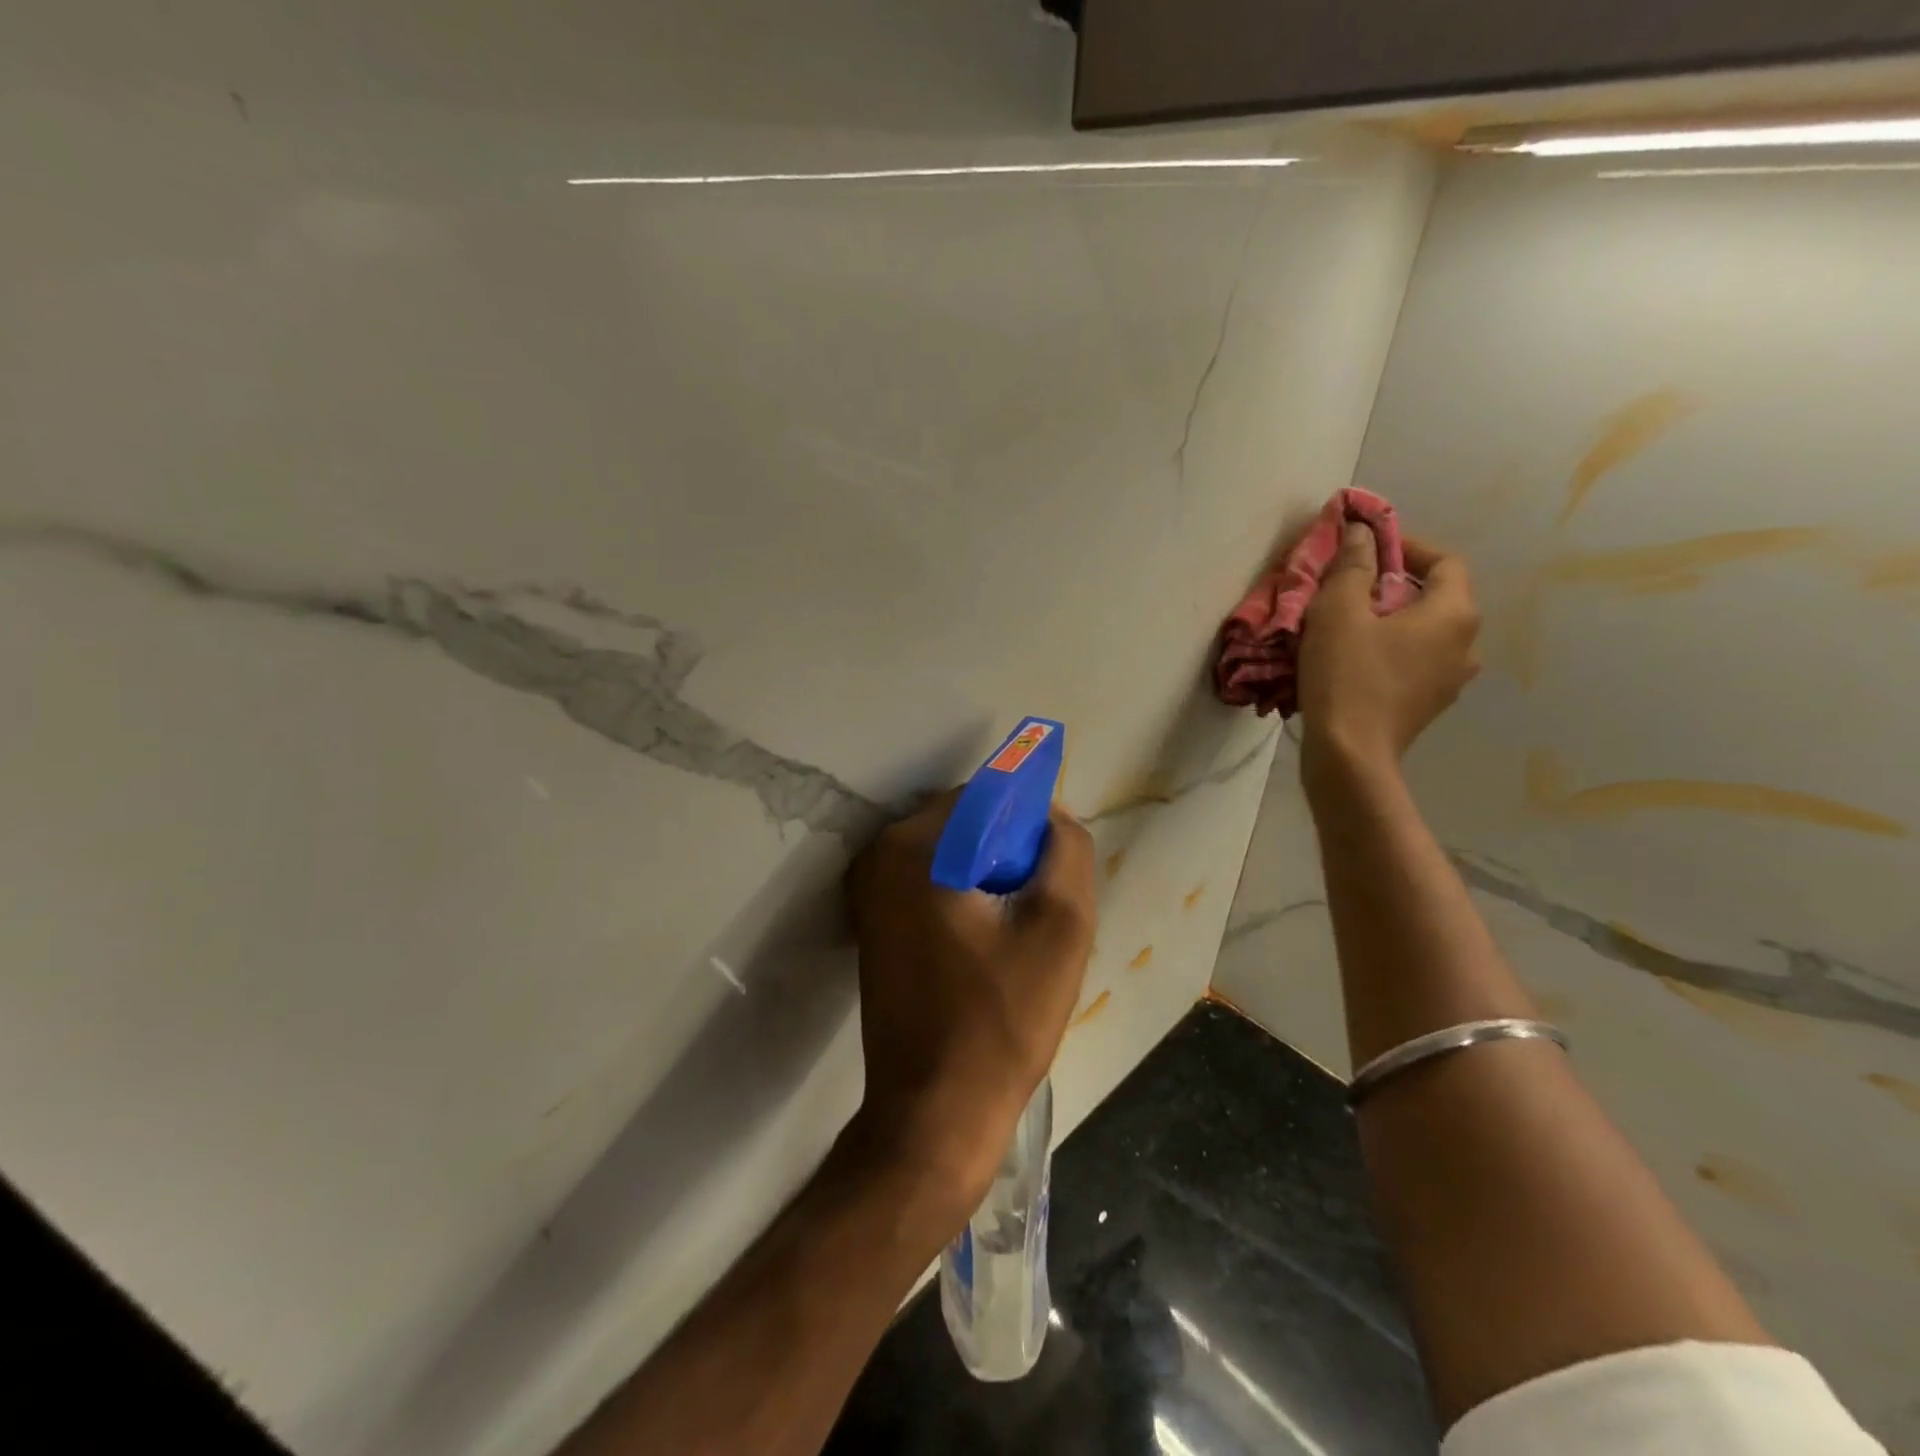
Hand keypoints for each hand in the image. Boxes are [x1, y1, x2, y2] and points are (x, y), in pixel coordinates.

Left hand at [845, 794, 1095, 1199]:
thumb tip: (1052, 817)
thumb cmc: (1000, 1020)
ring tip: (1016, 933)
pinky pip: (929, 885)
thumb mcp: (1060, 927)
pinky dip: (963, 898)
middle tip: (1037, 907)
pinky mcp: (871, 926)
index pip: (985, 796)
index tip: (1050, 871)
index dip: (1029, 823)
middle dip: (1008, 852)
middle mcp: (879, 857)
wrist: (933, 1114)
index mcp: (914, 846)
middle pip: (964, 824)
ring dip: (988, 878)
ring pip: (949, 856)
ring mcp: (868, 893)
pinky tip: (987, 947)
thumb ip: (1066, 852)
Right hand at [1298, 526, 1480, 780]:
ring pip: (1425, 633)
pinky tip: (1355, 661)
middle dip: (1394, 584)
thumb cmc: (1347, 676)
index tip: (1367, 548)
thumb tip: (1362, 532)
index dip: (1407, 546)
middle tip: (1349, 588)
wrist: (1350, 754)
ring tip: (1349, 626)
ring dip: (1392, 621)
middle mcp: (1467, 644)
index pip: (1445, 560)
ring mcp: (1452, 680)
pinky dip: (1391, 651)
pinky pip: (1415, 662)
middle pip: (1436, 597)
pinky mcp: (1430, 705)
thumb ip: (1353, 566)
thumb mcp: (1338, 611)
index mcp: (1453, 613)